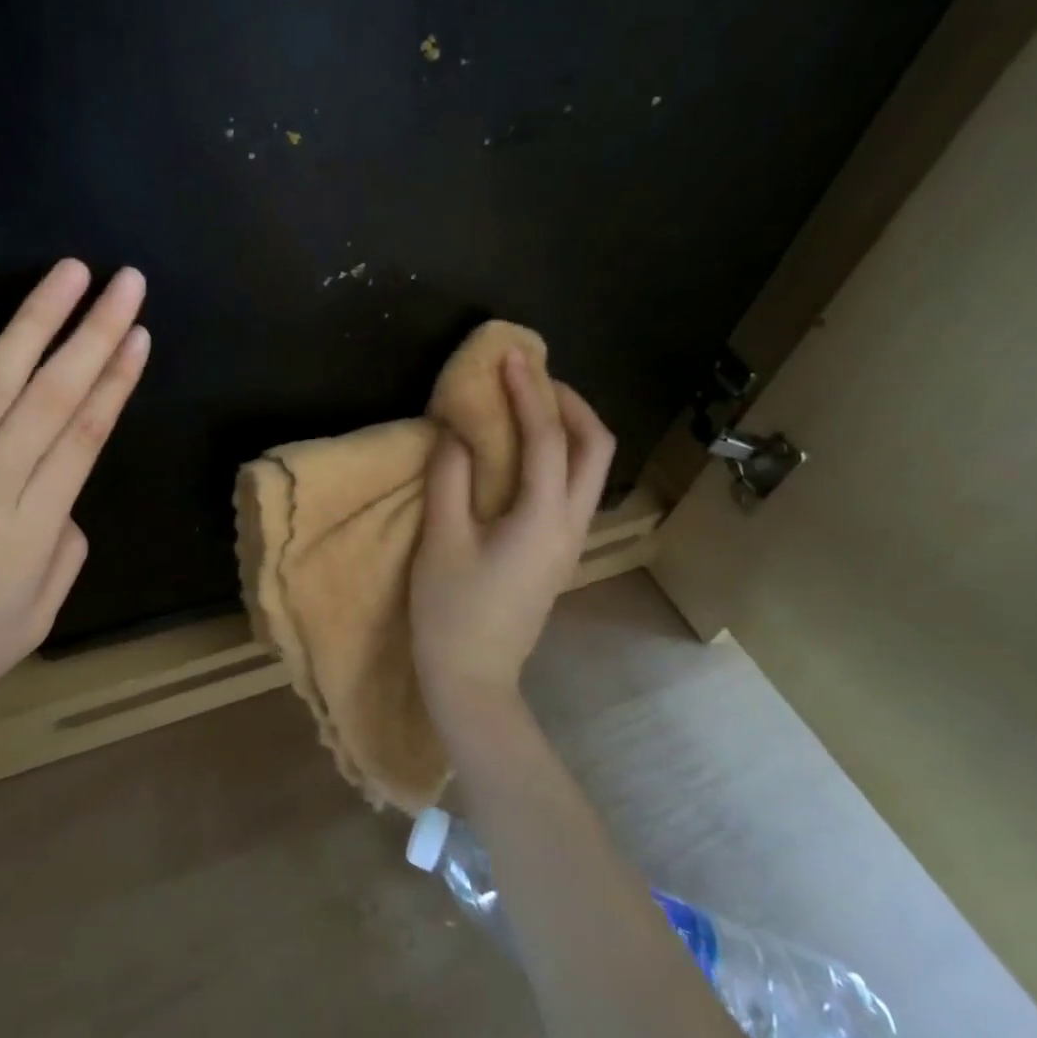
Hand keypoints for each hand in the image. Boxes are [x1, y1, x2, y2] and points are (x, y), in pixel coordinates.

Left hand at [0, 260, 149, 774]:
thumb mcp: (34, 622)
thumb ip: (65, 552)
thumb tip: (65, 496)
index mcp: (32, 531)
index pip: (85, 436)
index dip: (117, 380)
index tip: (140, 333)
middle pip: (51, 397)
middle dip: (94, 332)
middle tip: (125, 282)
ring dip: (33, 323)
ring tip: (69, 275)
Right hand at [409, 351, 614, 729]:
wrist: (473, 680)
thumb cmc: (451, 611)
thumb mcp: (441, 540)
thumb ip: (450, 478)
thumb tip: (456, 432)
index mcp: (542, 519)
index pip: (546, 439)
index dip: (528, 392)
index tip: (511, 357)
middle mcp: (570, 525)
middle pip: (596, 448)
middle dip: (571, 404)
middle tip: (531, 378)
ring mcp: (569, 541)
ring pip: (590, 469)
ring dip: (567, 427)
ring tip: (527, 405)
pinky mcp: (556, 553)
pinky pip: (571, 487)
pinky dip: (556, 454)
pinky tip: (521, 453)